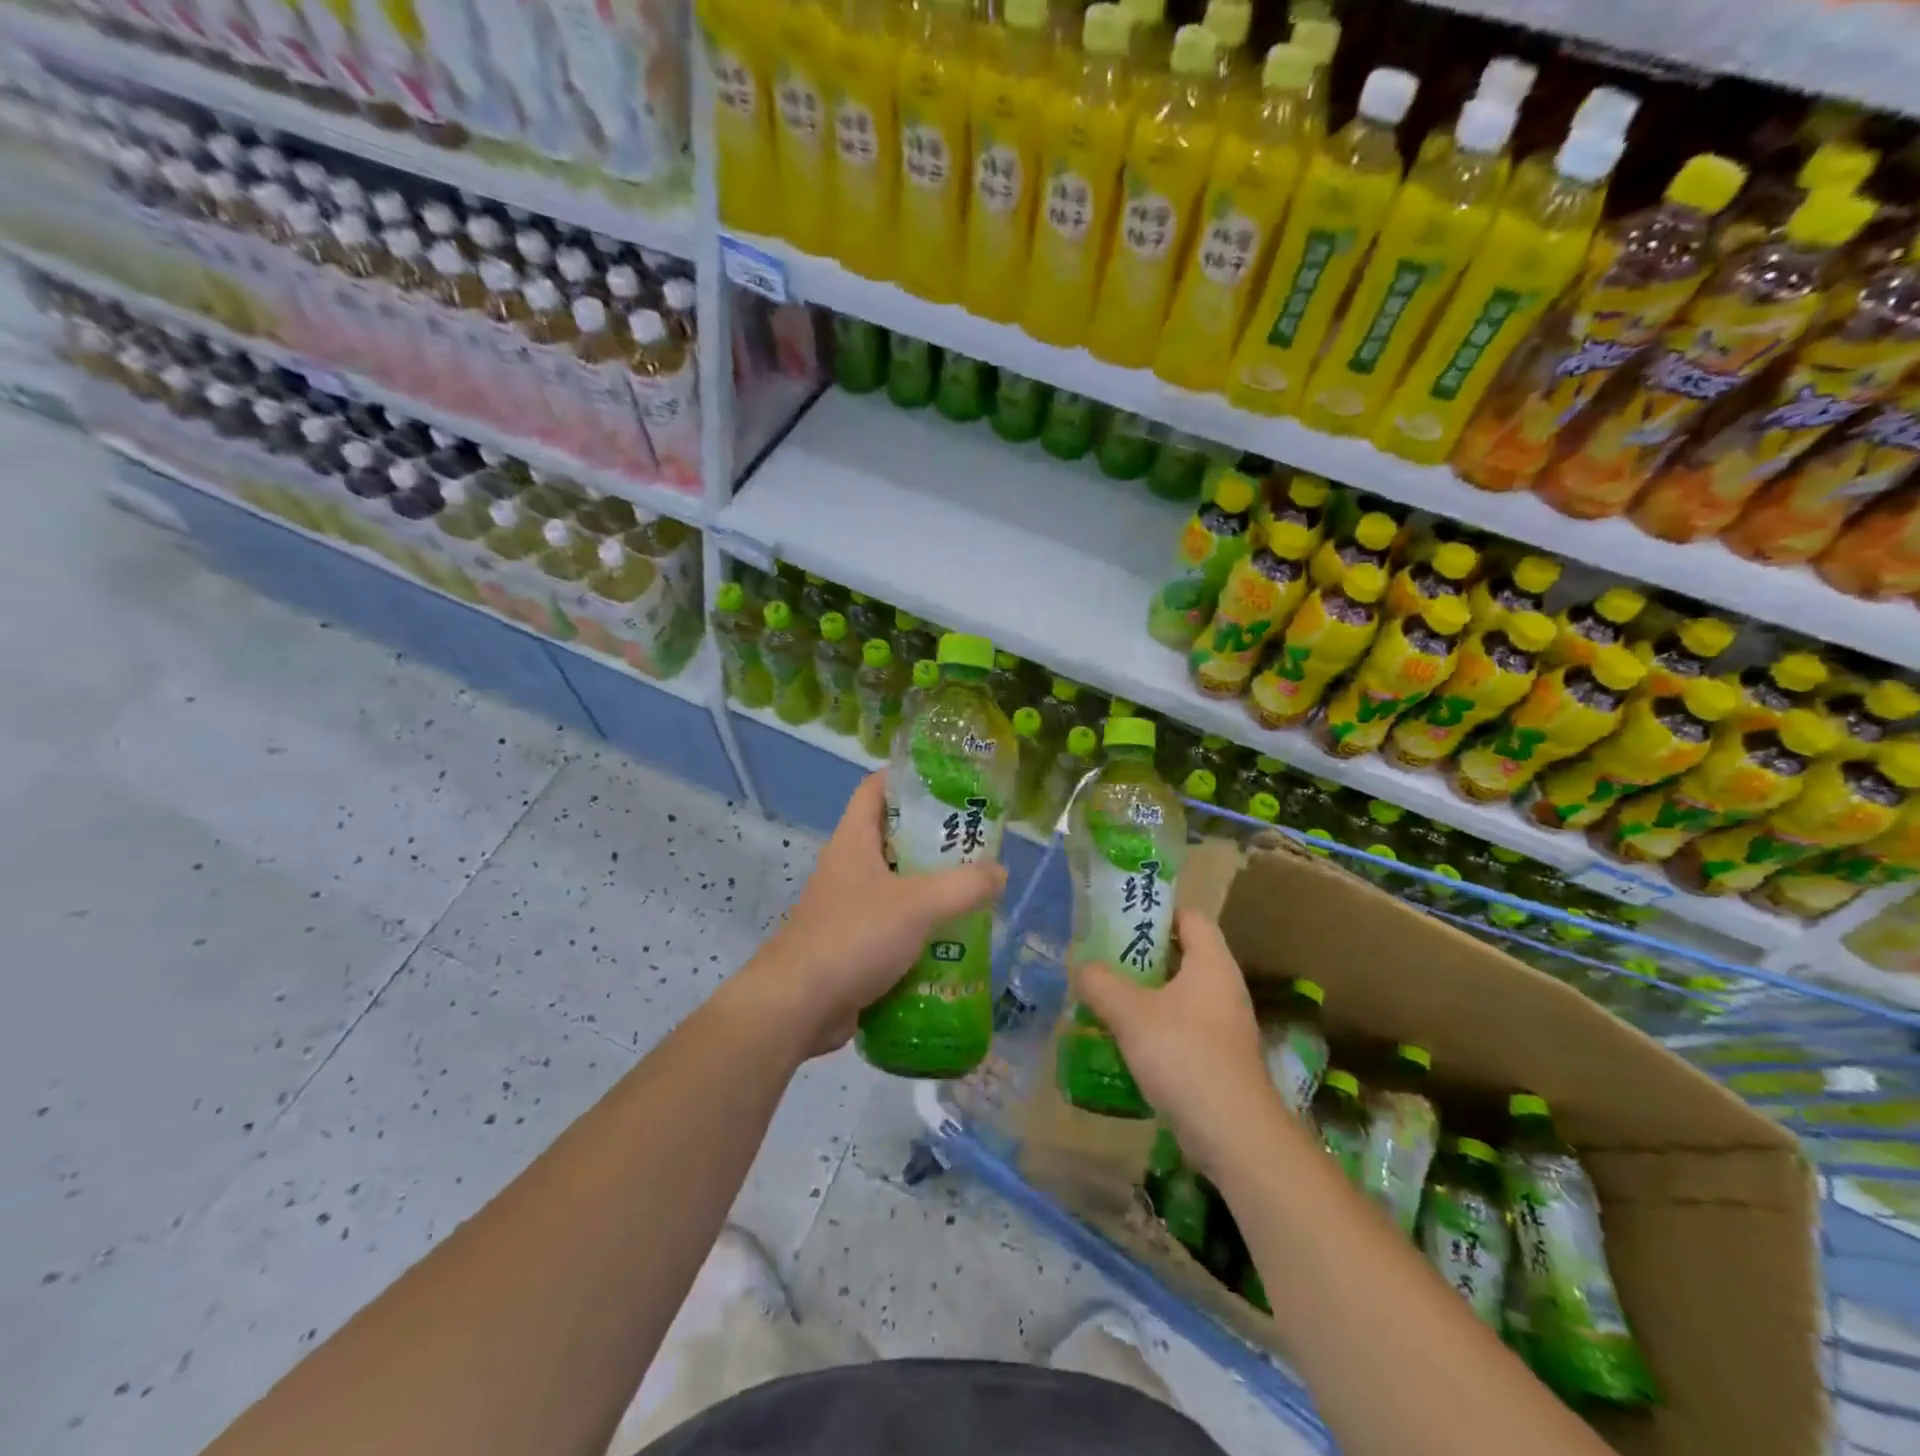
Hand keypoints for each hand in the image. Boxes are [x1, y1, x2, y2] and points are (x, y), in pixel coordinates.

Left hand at [732, 772, 1007, 1059]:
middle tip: (976, 841)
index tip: (948, 780)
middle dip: (934, 837)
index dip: (907, 776)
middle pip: (894, 836)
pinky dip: (921, 927)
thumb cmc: (853, 937)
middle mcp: (849, 867)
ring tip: (975, 889)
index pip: (875, 788)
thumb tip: (999, 871)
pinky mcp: (854, 943)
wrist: (797, 1007)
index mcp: (854, 840)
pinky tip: (953, 937)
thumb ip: (963, 886)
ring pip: (897, 884)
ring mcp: (849, 906)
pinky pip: (894, 924)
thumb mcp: (917, 905)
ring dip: (932, 887)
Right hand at [1067, 910, 1281, 1174]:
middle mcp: (1223, 987)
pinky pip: (1183, 1025)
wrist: (1233, 1132)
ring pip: (1180, 993)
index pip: (1190, 917)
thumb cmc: (1184, 1055)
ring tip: (1107, 994)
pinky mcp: (1219, 1057)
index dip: (1157, 911)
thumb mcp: (1130, 1012)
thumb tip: (1079, 966)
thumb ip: (1100, 982)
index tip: (1121, 917)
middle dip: (1143, 954)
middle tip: (1104, 956)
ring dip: (1146, 992)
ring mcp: (1224, 1024)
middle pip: (1183, 954)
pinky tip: (1126, 1037)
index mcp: (1211, 963)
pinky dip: (1155, 1024)